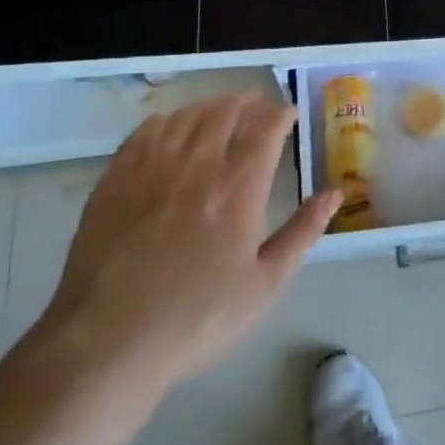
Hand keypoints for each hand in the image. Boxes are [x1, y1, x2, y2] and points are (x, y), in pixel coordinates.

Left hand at [39, 91, 339, 407]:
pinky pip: (146, 131)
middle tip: (258, 105)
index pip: (264, 128)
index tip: (288, 113)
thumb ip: (303, 232)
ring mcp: (152, 168)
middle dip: (247, 102)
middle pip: (225, 112)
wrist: (109, 342)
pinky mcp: (116, 179)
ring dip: (210, 105)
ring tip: (221, 109)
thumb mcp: (266, 284)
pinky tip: (173, 126)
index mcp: (238, 186)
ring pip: (186, 116)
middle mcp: (197, 164)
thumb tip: (334, 193)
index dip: (280, 114)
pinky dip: (168, 120)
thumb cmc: (198, 317)